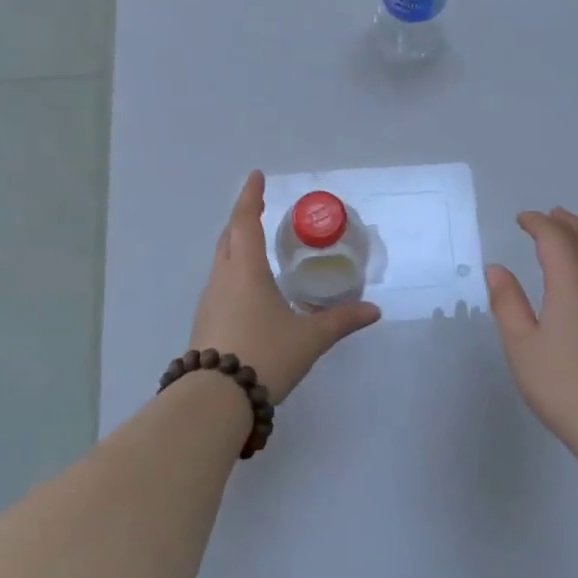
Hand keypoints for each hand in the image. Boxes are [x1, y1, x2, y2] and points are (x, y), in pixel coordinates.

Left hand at [188, 172, 380, 403]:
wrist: (215, 400)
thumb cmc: (265, 355)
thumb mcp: (309, 338)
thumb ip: (341, 321)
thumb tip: (373, 311)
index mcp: (246, 271)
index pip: (245, 222)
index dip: (250, 197)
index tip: (255, 176)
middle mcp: (223, 279)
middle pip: (228, 238)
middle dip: (242, 220)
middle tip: (257, 211)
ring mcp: (209, 302)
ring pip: (221, 263)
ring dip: (236, 248)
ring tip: (255, 249)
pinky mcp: (204, 324)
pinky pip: (219, 286)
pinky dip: (233, 275)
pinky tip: (248, 293)